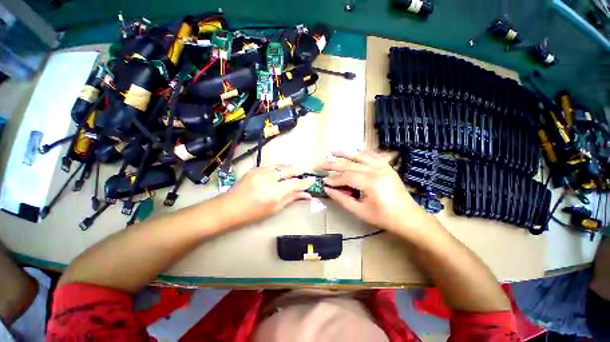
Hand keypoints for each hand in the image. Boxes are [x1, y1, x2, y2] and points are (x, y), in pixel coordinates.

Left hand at [223, 165, 314, 225]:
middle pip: (289, 169)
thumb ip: (291, 198)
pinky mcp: (255, 168)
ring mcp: (260, 171)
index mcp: (273, 192)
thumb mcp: (275, 208)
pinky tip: (280, 174)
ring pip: (281, 165)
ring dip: (289, 169)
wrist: (229, 207)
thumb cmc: (253, 213)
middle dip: (298, 170)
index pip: (295, 183)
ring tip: (293, 173)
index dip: (305, 182)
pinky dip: (279, 169)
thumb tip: (307, 195)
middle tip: (303, 173)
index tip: (312, 180)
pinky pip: (272, 166)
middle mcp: (268, 178)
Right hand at [321, 151, 430, 233]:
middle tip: (322, 164)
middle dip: (335, 164)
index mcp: (371, 183)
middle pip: (351, 164)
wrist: (409, 217)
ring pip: (361, 156)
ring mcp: (384, 167)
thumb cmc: (384, 217)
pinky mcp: (388, 167)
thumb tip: (328, 190)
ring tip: (333, 151)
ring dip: (346, 154)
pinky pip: (373, 156)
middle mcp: (377, 171)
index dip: (334, 179)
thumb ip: (342, 199)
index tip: (323, 181)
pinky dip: (362, 153)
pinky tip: (355, 152)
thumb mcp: (360, 211)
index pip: (347, 177)